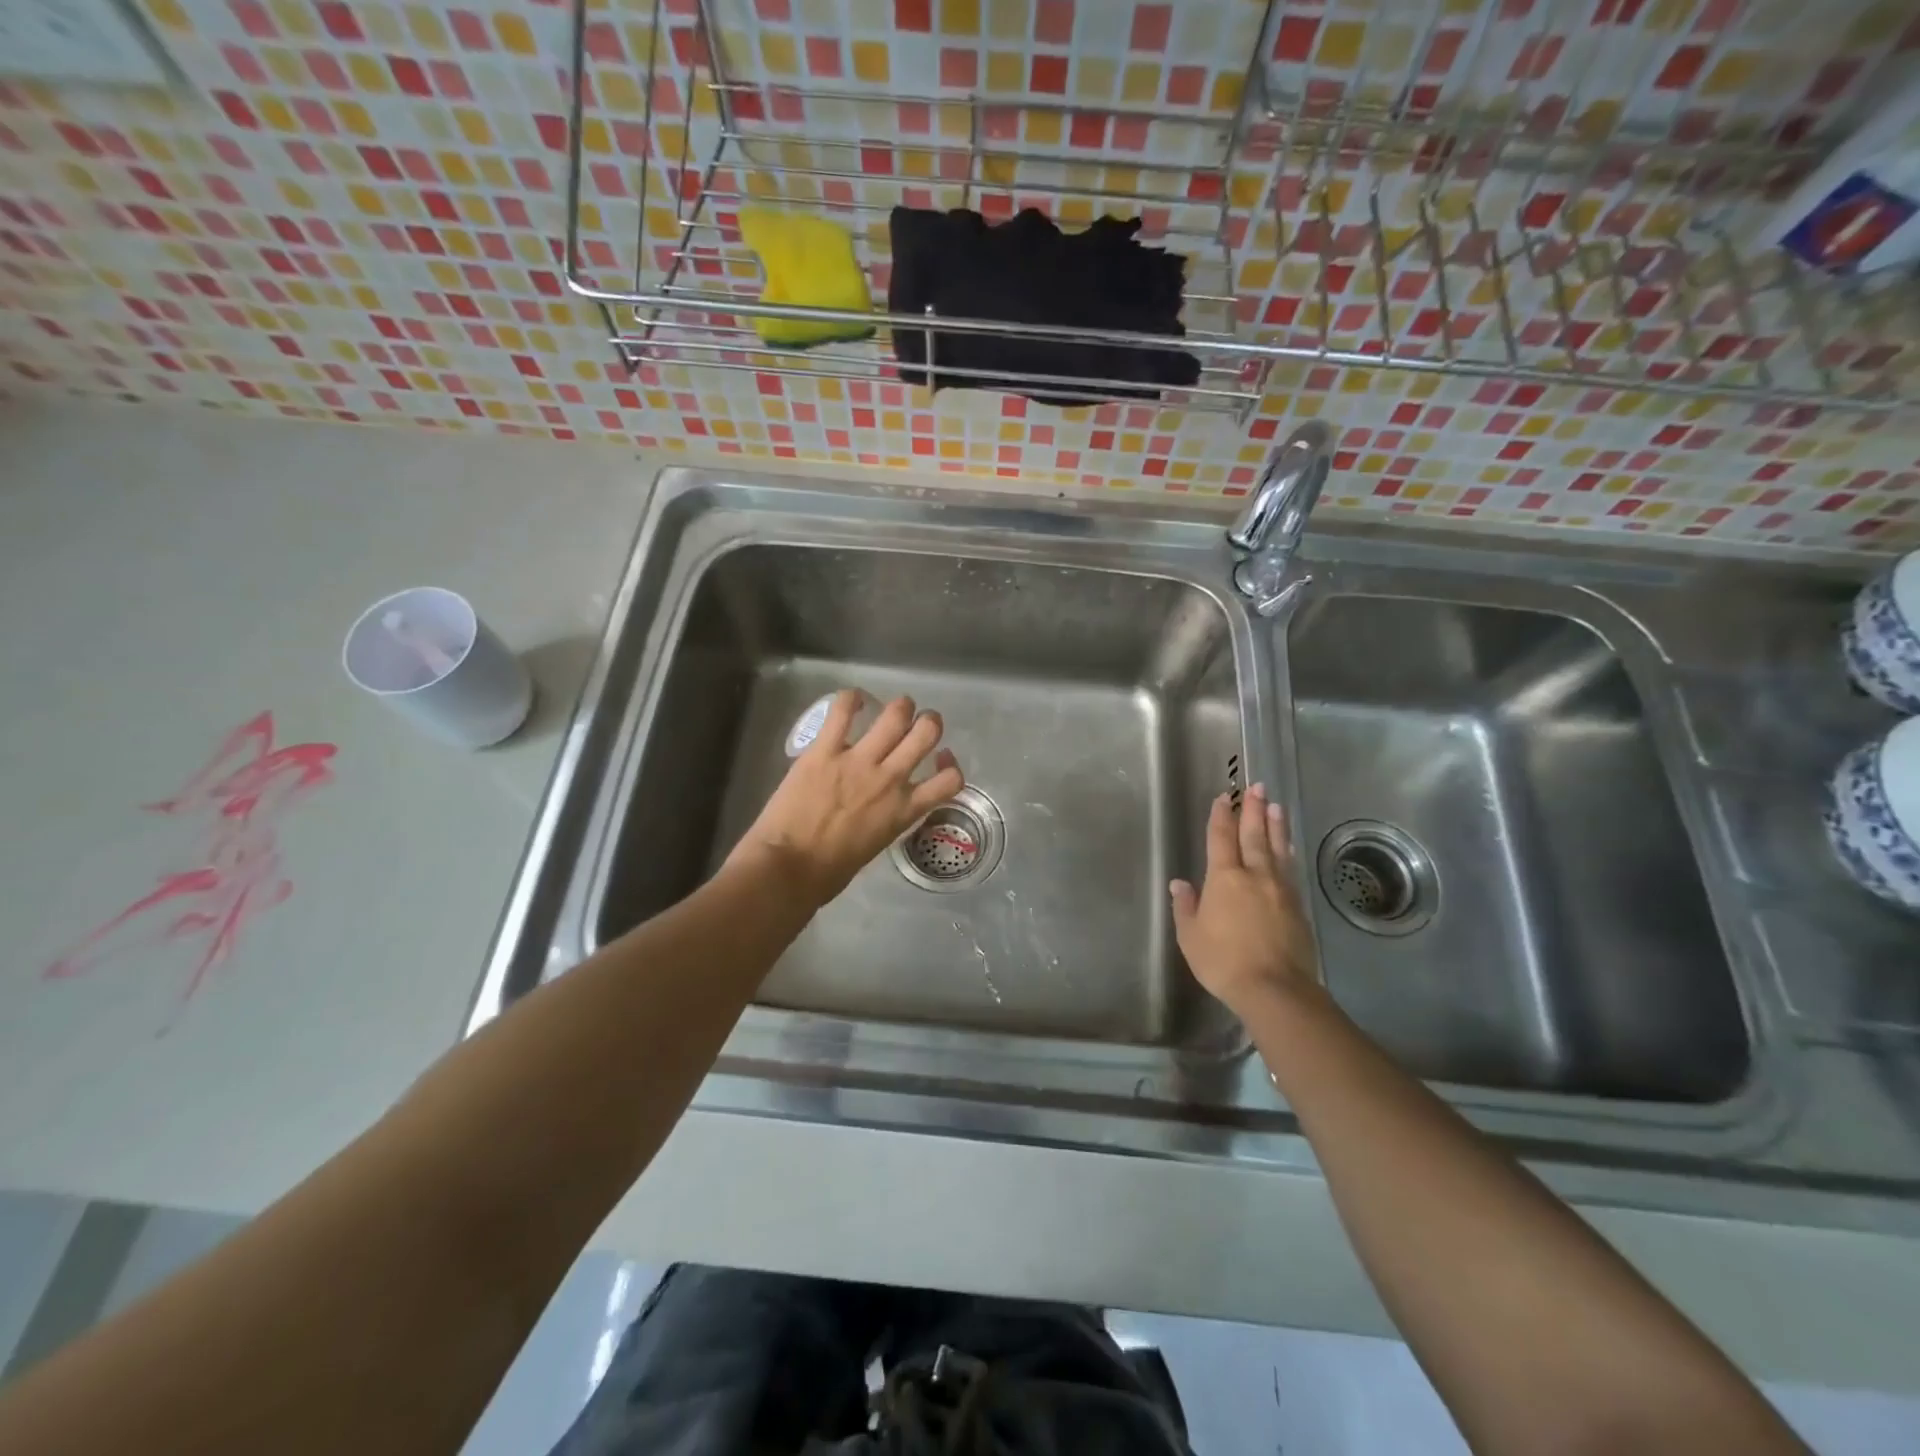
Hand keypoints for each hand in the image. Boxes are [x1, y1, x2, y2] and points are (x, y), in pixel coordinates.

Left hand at [728, 691, 964, 907]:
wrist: (788, 869)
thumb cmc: (829, 872)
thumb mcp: (875, 847)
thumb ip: (886, 820)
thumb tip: (881, 808)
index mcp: (903, 810)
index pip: (950, 780)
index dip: (951, 764)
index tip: (940, 760)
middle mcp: (890, 780)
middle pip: (927, 732)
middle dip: (928, 722)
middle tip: (917, 724)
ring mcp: (858, 761)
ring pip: (895, 715)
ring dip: (900, 707)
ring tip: (894, 708)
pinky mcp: (824, 750)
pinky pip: (843, 711)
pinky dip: (851, 699)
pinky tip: (853, 701)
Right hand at [1169, 783, 1320, 1017]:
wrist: (1275, 989)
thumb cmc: (1223, 961)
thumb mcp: (1191, 936)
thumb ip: (1186, 907)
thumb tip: (1180, 884)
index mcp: (1224, 878)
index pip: (1221, 839)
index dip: (1221, 817)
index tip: (1224, 798)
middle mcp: (1255, 875)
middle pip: (1254, 835)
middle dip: (1254, 810)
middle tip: (1258, 787)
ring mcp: (1280, 890)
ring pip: (1277, 849)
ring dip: (1275, 826)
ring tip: (1277, 807)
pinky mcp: (1297, 907)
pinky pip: (1290, 869)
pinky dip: (1287, 852)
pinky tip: (1288, 848)